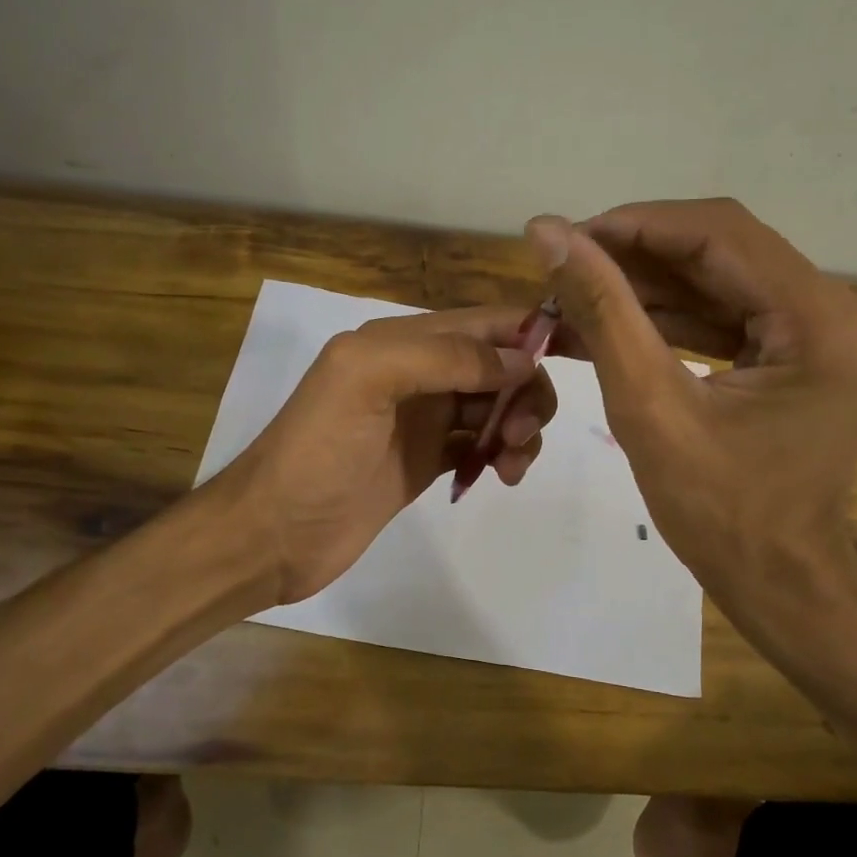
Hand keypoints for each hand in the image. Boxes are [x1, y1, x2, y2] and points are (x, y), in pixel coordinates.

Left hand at [215, 307, 557, 604]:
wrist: (274, 534)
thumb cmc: (316, 452)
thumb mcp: (366, 380)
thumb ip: (443, 356)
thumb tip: (519, 360)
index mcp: (402, 341)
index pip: (485, 322)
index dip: (533, 331)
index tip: (582, 354)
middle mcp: (418, 372)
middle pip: (500, 365)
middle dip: (526, 392)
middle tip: (520, 434)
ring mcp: (425, 419)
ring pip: (497, 406)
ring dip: (520, 426)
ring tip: (510, 463)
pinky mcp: (429, 460)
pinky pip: (483, 444)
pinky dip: (503, 454)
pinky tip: (502, 476)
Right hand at [528, 199, 856, 665]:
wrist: (779, 582)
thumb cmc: (721, 514)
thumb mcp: (650, 409)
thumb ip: (603, 313)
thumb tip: (546, 233)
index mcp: (819, 318)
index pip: (717, 234)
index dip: (632, 225)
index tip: (562, 238)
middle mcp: (835, 308)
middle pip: (720, 250)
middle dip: (633, 256)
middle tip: (561, 269)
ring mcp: (821, 330)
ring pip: (718, 278)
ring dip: (644, 286)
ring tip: (574, 294)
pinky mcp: (799, 351)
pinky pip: (726, 314)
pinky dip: (668, 316)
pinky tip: (612, 321)